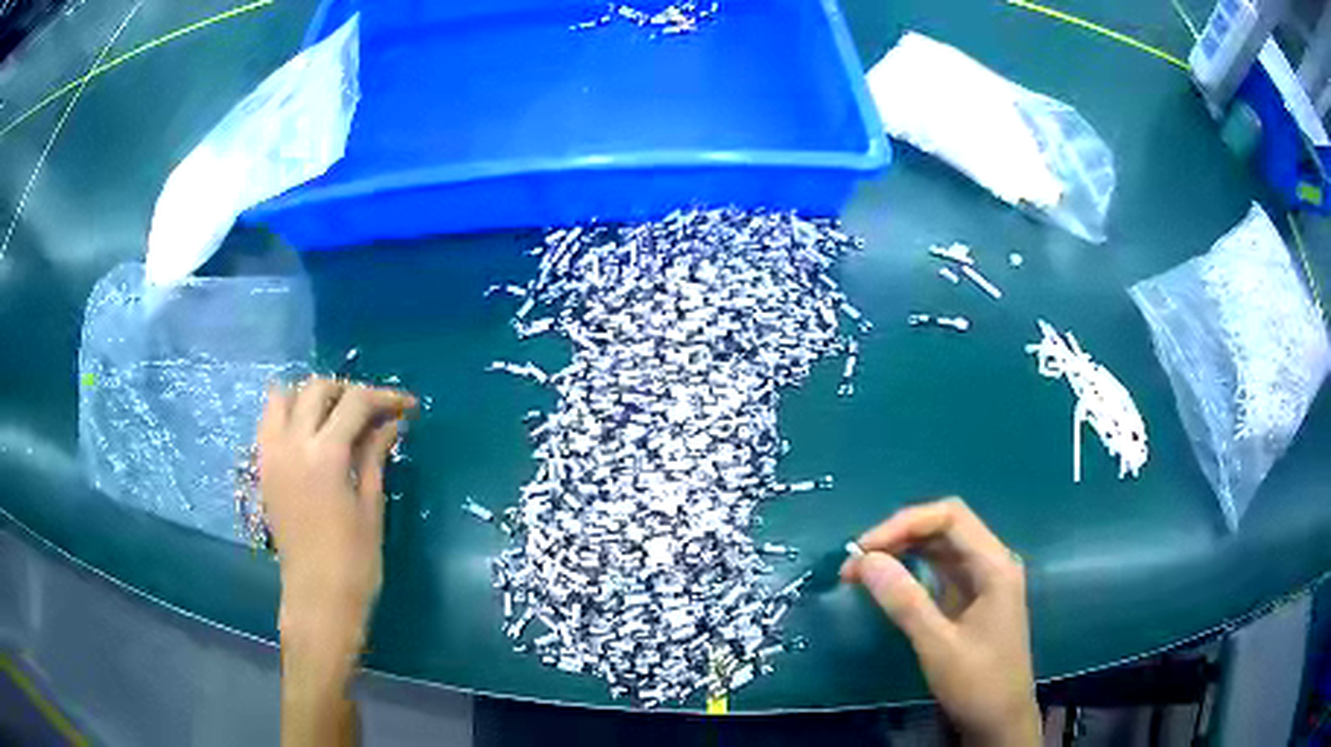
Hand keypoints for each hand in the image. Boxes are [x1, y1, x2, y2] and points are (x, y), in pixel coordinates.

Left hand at [258, 377, 416, 652]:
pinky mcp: (263, 469)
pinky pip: (269, 421)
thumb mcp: (370, 505)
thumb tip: (392, 422)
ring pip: (283, 396)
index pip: (355, 403)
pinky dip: (289, 414)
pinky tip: (309, 434)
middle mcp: (291, 444)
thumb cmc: (355, 560)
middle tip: (372, 411)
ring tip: (335, 416)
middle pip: (316, 388)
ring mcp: (271, 455)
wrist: (318, 598)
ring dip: (311, 396)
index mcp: (324, 455)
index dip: (385, 396)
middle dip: (348, 391)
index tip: (408, 405)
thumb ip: (375, 455)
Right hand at [842, 498, 1039, 746]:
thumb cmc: (977, 682)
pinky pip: (940, 569)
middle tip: (856, 562)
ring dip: (902, 550)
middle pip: (945, 526)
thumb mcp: (937, 644)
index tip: (863, 550)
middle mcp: (992, 562)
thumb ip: (904, 601)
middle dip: (899, 535)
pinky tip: (888, 581)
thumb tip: (865, 561)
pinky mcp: (972, 598)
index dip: (904, 523)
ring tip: (862, 570)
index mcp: (994, 564)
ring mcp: (983, 580)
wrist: (1000, 720)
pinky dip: (911, 569)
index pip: (949, 517)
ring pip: (941, 546)